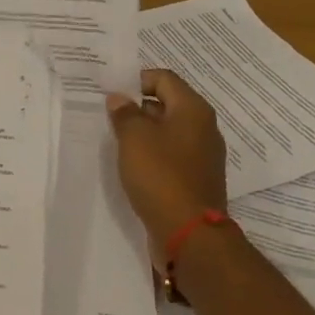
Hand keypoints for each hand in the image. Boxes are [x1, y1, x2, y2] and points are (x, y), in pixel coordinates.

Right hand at [106, 69, 227, 262]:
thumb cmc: (161, 175)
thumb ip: (124, 112)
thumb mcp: (134, 137)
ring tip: (118, 141)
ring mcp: (203, 155)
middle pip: (167, 103)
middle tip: (110, 117)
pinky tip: (134, 165)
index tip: (113, 95)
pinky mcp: (197, 178)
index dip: (136, 81)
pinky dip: (153, 154)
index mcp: (193, 110)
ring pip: (168, 131)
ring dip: (144, 132)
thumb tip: (120, 98)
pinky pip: (172, 155)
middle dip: (138, 107)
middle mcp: (203, 128)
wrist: (190, 235)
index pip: (163, 78)